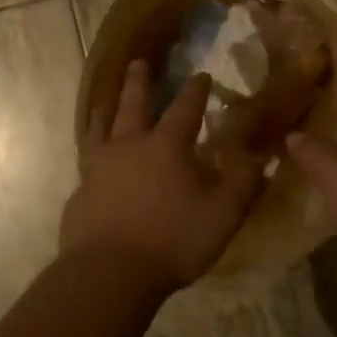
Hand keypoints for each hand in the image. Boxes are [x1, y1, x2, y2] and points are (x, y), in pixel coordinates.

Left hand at [61, 61, 264, 290]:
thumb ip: (243, 180)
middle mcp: (128, 146)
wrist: (110, 274)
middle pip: (132, 105)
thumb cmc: (173, 240)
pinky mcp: (80, 192)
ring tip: (105, 100)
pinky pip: (86, 159)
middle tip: (138, 62)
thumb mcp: (224, 213)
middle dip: (139, 82)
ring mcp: (98, 168)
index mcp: (166, 146)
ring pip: (99, 127)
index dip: (196, 90)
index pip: (185, 108)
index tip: (202, 74)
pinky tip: (92, 157)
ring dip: (106, 108)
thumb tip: (256, 153)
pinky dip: (91, 148)